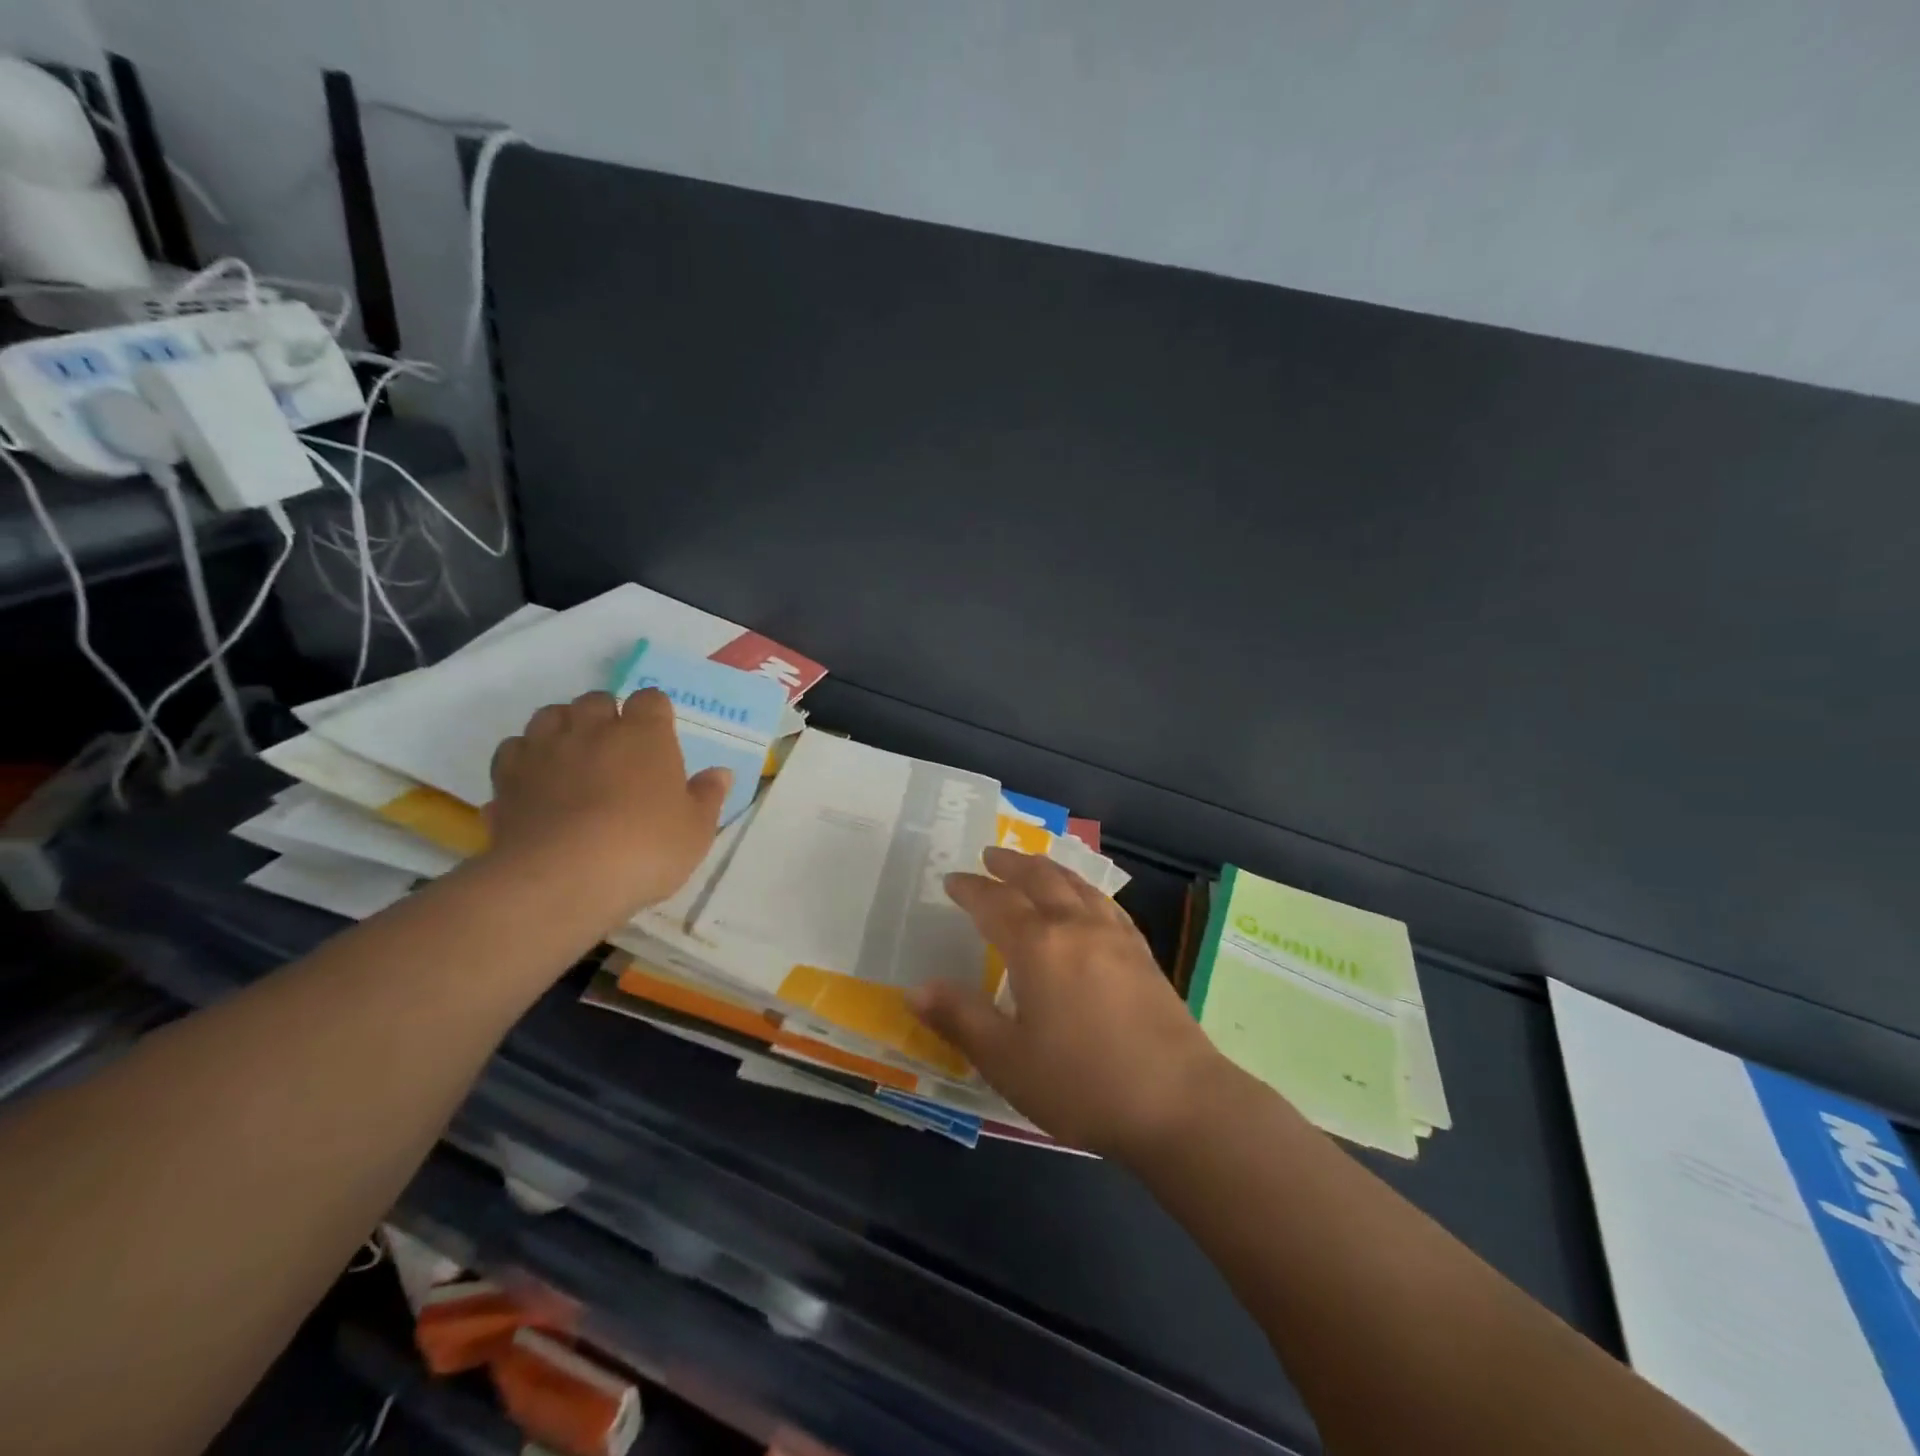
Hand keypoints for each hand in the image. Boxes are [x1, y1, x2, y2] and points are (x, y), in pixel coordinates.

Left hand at [486, 689, 729, 925]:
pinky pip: (513, 751)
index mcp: (644, 734)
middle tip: (616, 746)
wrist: (563, 878)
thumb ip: (707, 797)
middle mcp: (592, 729)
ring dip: (563, 727)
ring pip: (549, 716)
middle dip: (605, 714)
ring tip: (573, 754)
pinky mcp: (507, 778)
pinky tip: (536, 780)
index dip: (655, 714)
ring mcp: (544, 750)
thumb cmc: (645, 848)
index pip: (651, 699)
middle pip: (595, 700)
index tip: (660, 735)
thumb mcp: (695, 830)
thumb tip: (720, 773)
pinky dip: (525, 758)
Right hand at [910, 847, 1223, 1158]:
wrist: (1179, 1102)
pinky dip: (1084, 889)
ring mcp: (1115, 936)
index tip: (952, 880)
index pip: (995, 903)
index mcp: (1038, 946)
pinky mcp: (1143, 953)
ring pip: (1076, 884)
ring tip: (1033, 865)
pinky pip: (1106, 903)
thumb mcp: (1007, 1061)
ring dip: (1048, 869)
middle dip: (1011, 864)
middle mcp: (1076, 926)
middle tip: (990, 855)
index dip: (970, 889)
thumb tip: (915, 989)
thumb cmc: (1082, 1083)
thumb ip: (960, 1019)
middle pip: (1039, 879)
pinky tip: (1087, 901)